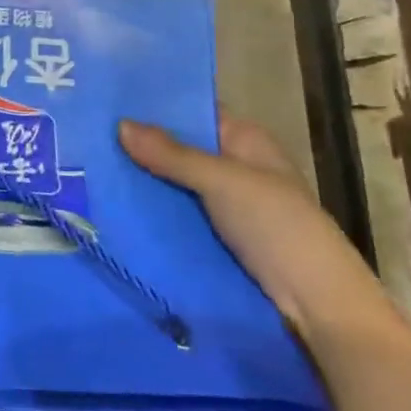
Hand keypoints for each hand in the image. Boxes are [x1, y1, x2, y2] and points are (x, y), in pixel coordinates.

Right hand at [118, 116, 399, 342]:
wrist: (320, 310)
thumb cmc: (279, 229)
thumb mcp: (222, 182)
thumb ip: (171, 154)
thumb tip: (120, 123)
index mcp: (247, 141)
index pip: (195, 111)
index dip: (157, 106)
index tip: (110, 100)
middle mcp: (237, 167)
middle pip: (181, 148)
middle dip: (142, 145)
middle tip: (89, 135)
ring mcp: (229, 206)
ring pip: (177, 184)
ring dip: (144, 180)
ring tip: (91, 167)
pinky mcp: (219, 239)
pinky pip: (179, 215)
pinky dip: (154, 211)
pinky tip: (115, 205)